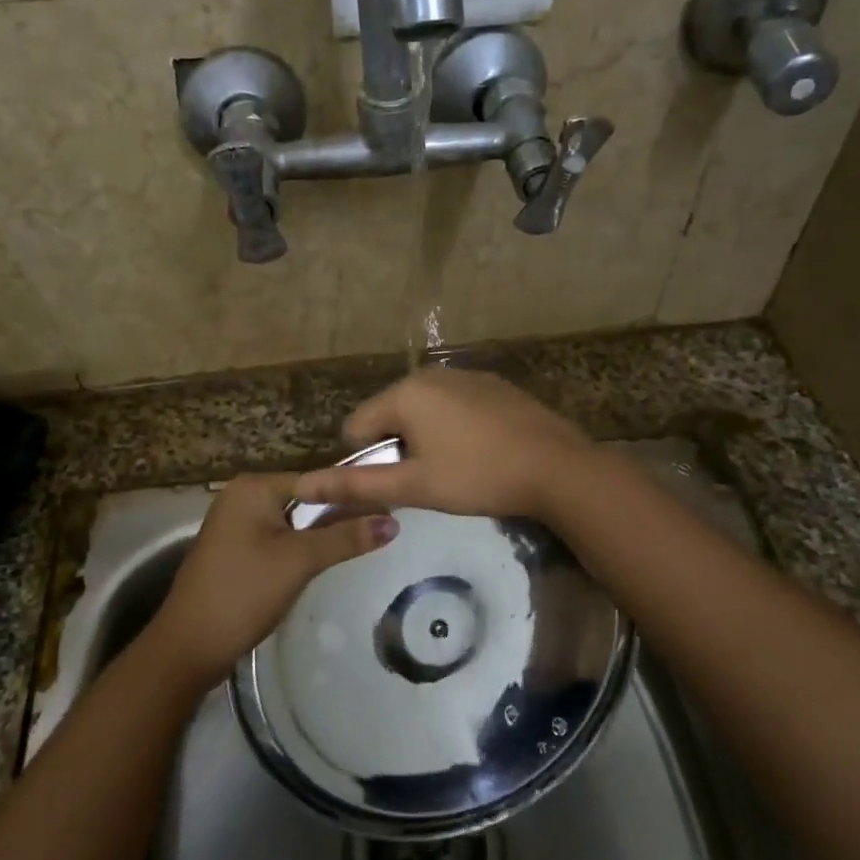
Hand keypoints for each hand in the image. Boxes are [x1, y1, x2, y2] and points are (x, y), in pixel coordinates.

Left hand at [144, 473, 397, 691]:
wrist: (188, 647)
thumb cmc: (243, 592)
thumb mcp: (299, 561)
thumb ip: (346, 538)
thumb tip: (393, 522)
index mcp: (254, 487)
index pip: (317, 479)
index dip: (354, 494)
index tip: (392, 507)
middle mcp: (243, 495)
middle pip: (307, 498)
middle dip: (340, 514)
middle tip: (385, 527)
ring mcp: (237, 523)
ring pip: (295, 520)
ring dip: (324, 532)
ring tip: (366, 541)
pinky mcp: (237, 549)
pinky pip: (280, 538)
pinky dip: (303, 546)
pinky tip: (328, 559)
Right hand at [293, 368, 595, 522]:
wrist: (557, 467)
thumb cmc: (478, 477)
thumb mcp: (414, 486)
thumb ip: (357, 484)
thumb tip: (301, 486)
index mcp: (405, 392)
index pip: (357, 425)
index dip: (369, 459)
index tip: (401, 483)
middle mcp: (430, 373)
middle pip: (391, 414)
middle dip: (399, 446)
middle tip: (429, 479)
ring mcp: (466, 375)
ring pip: (424, 409)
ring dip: (427, 437)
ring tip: (457, 468)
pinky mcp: (494, 384)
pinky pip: (455, 405)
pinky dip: (456, 427)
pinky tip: (481, 451)